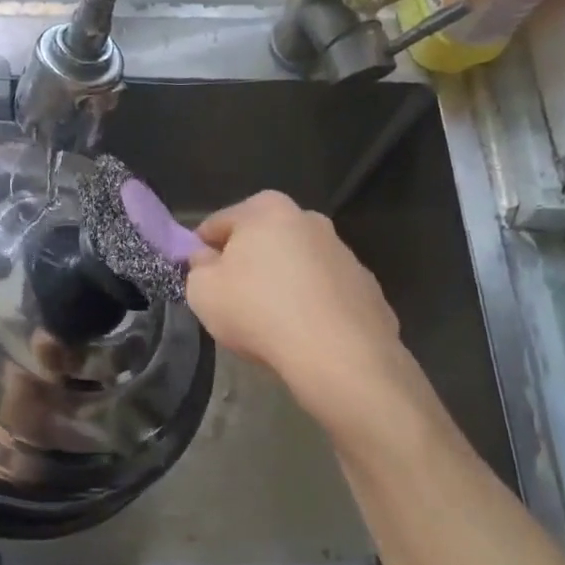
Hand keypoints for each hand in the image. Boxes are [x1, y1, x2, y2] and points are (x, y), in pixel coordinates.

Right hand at [185, 191, 407, 422]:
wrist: (338, 355)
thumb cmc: (258, 312)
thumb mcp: (202, 291)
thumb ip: (198, 267)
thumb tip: (207, 258)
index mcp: (266, 209)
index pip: (218, 224)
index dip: (201, 251)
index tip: (198, 278)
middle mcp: (309, 219)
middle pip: (262, 239)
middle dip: (246, 263)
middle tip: (233, 300)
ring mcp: (344, 252)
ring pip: (297, 264)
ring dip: (281, 282)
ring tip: (270, 322)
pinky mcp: (366, 286)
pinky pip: (325, 292)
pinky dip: (312, 305)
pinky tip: (303, 334)